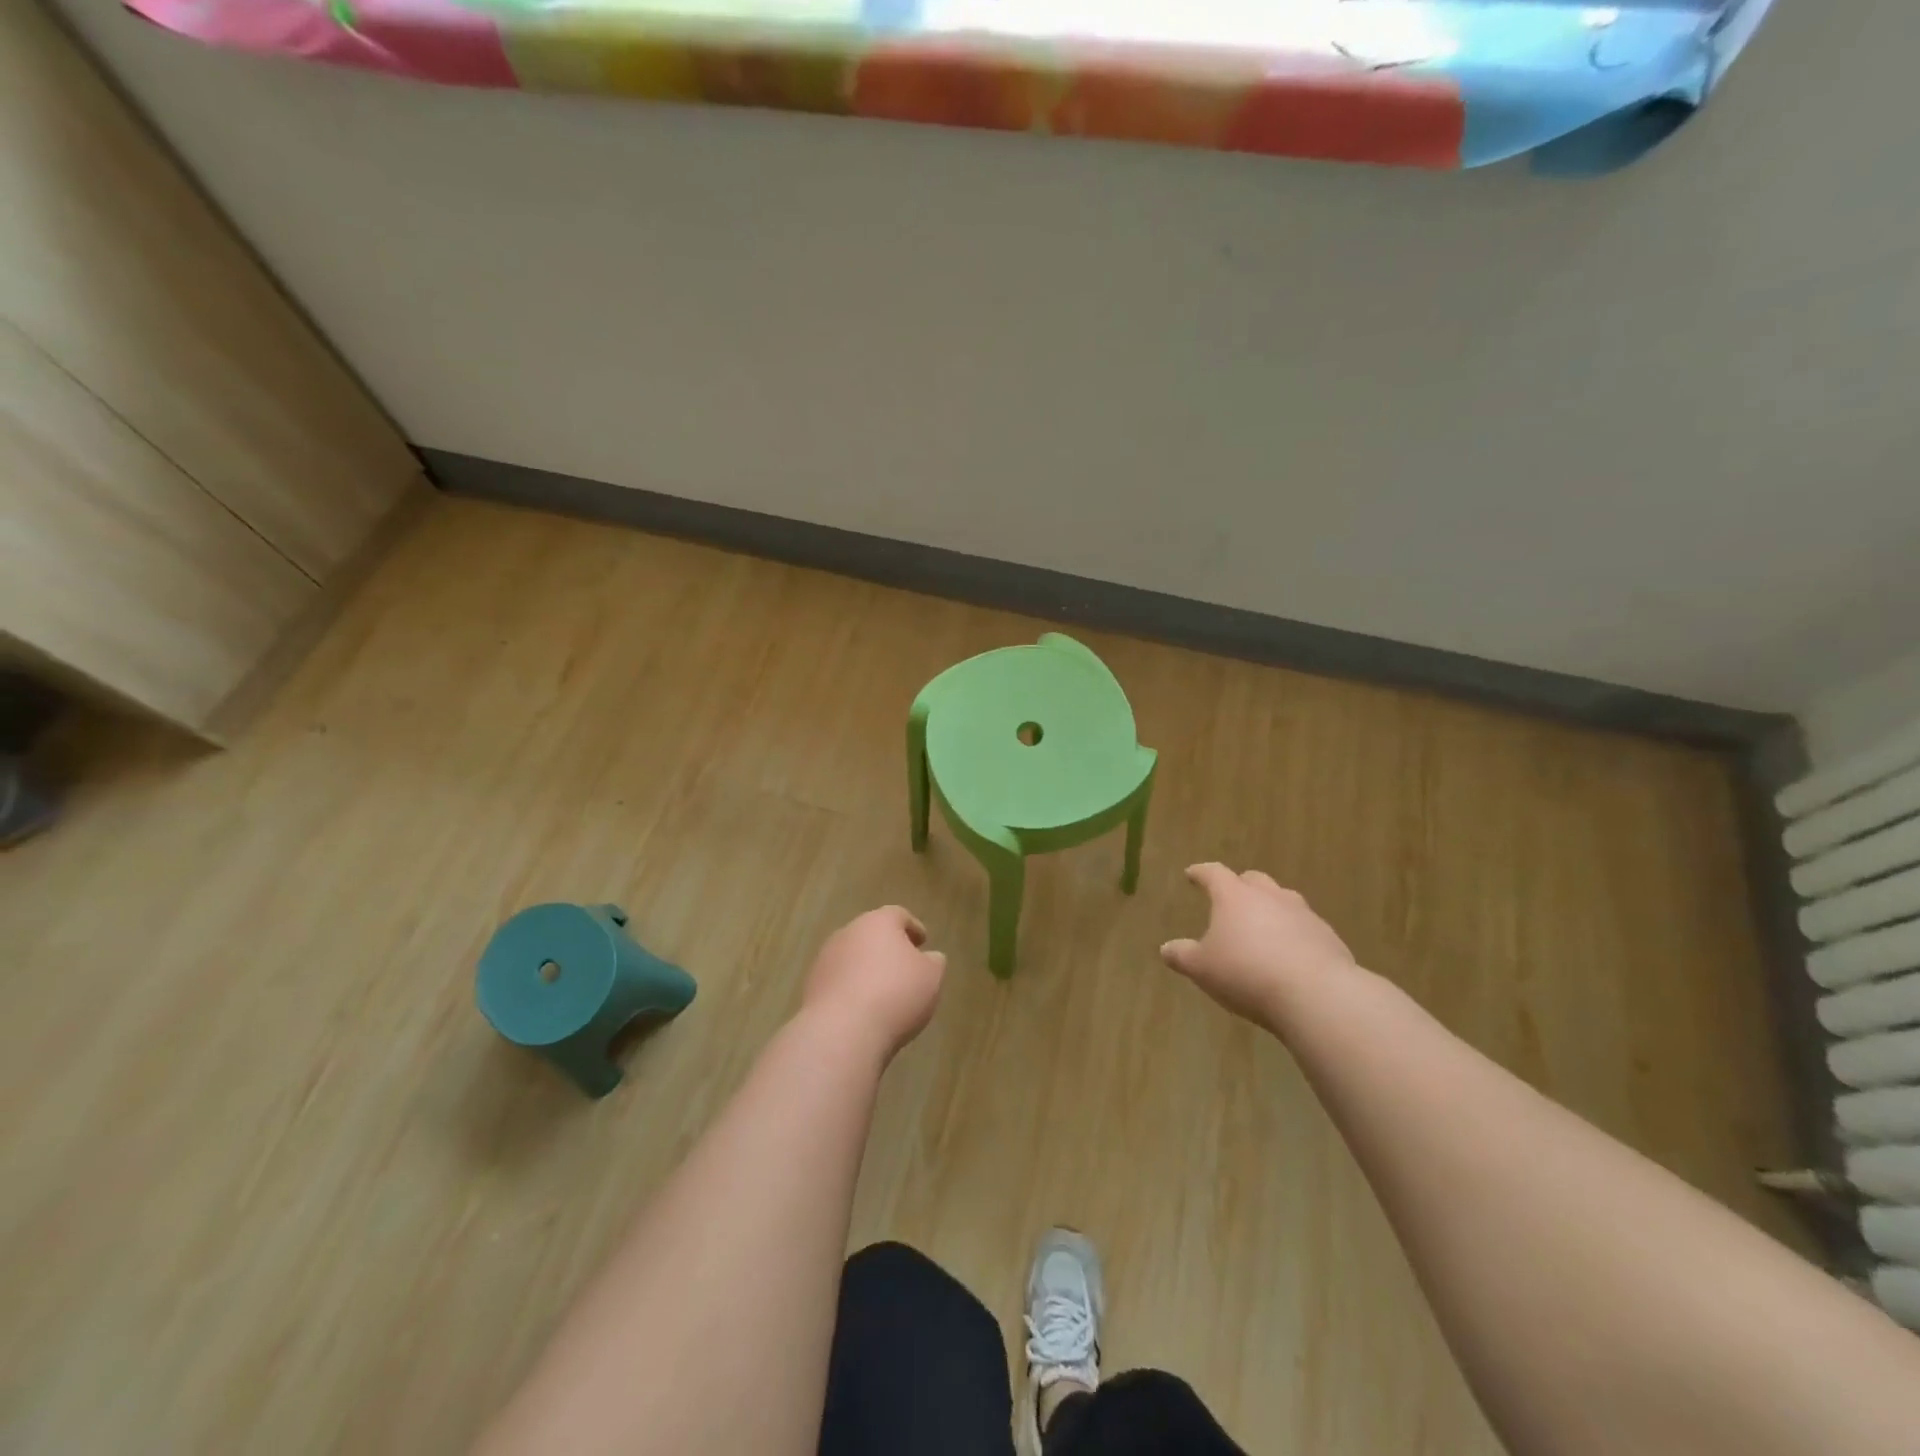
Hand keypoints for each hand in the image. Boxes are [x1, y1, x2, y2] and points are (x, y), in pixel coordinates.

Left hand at [801, 906, 946, 1060]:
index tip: (923, 942)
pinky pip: (839, 982)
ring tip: (883, 992)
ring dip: (866, 969)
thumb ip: (933, 962)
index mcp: (878, 922)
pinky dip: (851, 989)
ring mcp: (825, 959)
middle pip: (871, 934)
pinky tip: (863, 1009)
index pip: (898, 915)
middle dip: (887, 947)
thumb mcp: (930, 977)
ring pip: (852, 957)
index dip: (913, 928)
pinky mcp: (812, 987)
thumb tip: (928, 957)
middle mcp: (848, 932)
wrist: (842, 1031)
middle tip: (904, 965)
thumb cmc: (895, 994)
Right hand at [1160, 864, 1356, 1026]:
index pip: (1213, 874)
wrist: (1316, 995)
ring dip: (1271, 908)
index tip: (1192, 874)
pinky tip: (1291, 954)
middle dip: (1240, 885)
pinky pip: (1306, 927)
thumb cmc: (1247, 973)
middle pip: (1253, 880)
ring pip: (1284, 900)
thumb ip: (1182, 955)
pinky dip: (1295, 934)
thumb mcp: (1202, 968)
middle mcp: (1270, 896)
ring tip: (1263, 926)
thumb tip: (1166, 948)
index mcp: (1235, 896)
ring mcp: (1304, 914)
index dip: (1201, 873)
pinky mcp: (1329, 938)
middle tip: (1231, 898)